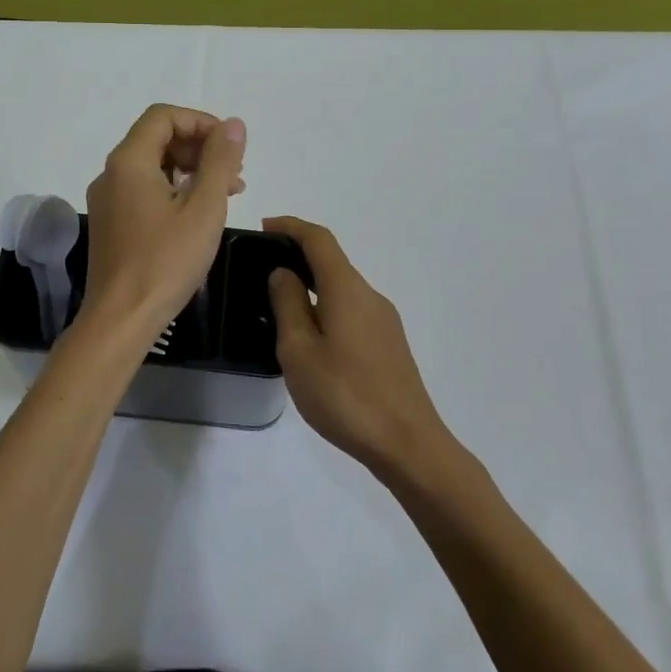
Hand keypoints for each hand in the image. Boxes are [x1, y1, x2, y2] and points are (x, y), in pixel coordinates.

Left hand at [83, 105, 245, 335]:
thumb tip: (233, 125)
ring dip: (190, 170)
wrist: (120, 319)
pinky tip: (198, 214)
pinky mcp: (111, 223)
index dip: (201, 122)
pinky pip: (144, 190)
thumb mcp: (203, 208)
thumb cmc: (165, 261)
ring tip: (226, 195)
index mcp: (129, 161)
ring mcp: (108, 199)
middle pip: (157, 138)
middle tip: (234, 175)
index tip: (230, 147)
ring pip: (152, 166)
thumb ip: (220, 161)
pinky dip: (173, 191)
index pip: (163, 116)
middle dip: (199, 148)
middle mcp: (111, 173)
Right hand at [264, 216, 451, 475]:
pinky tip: (311, 341)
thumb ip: (288, 305)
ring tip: (280, 311)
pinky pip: (352, 311)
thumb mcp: (299, 350)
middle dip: (298, 258)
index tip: (264, 227)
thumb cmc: (345, 395)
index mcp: (347, 289)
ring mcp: (384, 321)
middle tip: (262, 273)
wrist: (408, 445)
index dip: (291, 226)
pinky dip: (327, 309)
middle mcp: (369, 296)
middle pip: (332, 262)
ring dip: (312, 288)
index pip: (319, 239)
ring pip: (342, 290)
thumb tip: (283, 273)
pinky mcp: (390, 345)